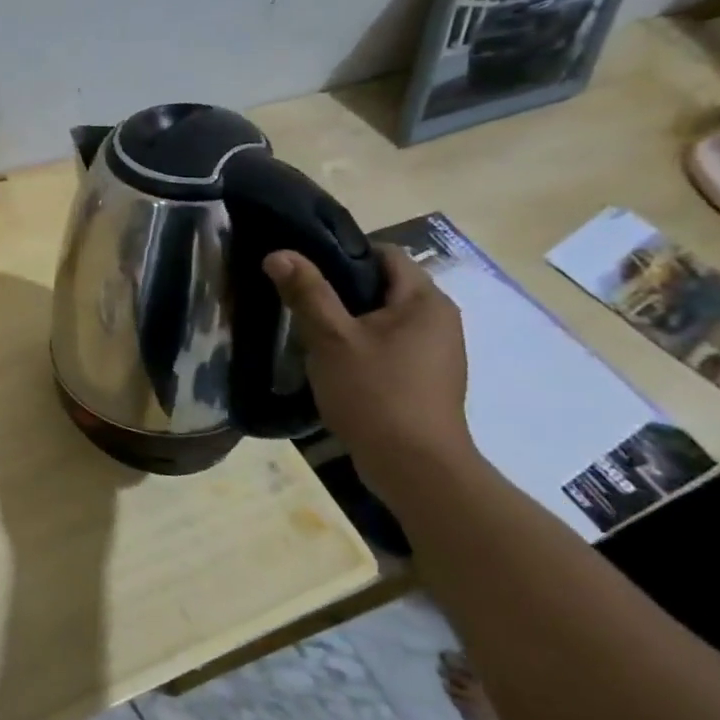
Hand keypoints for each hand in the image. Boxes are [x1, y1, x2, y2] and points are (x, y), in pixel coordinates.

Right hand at [263, 244, 473, 477]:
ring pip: (385, 318)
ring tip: (309, 331)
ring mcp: (438, 352)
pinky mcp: (427, 379)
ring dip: (350, 320)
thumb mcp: (331, 338)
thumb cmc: (374, 392)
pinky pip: (390, 345)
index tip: (304, 267)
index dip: (343, 253)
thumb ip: (307, 292)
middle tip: (298, 298)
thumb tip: (279, 253)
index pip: (385, 254)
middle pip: (384, 286)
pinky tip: (334, 363)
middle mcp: (440, 319)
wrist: (414, 466)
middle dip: (341, 289)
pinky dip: (362, 345)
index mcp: (425, 301)